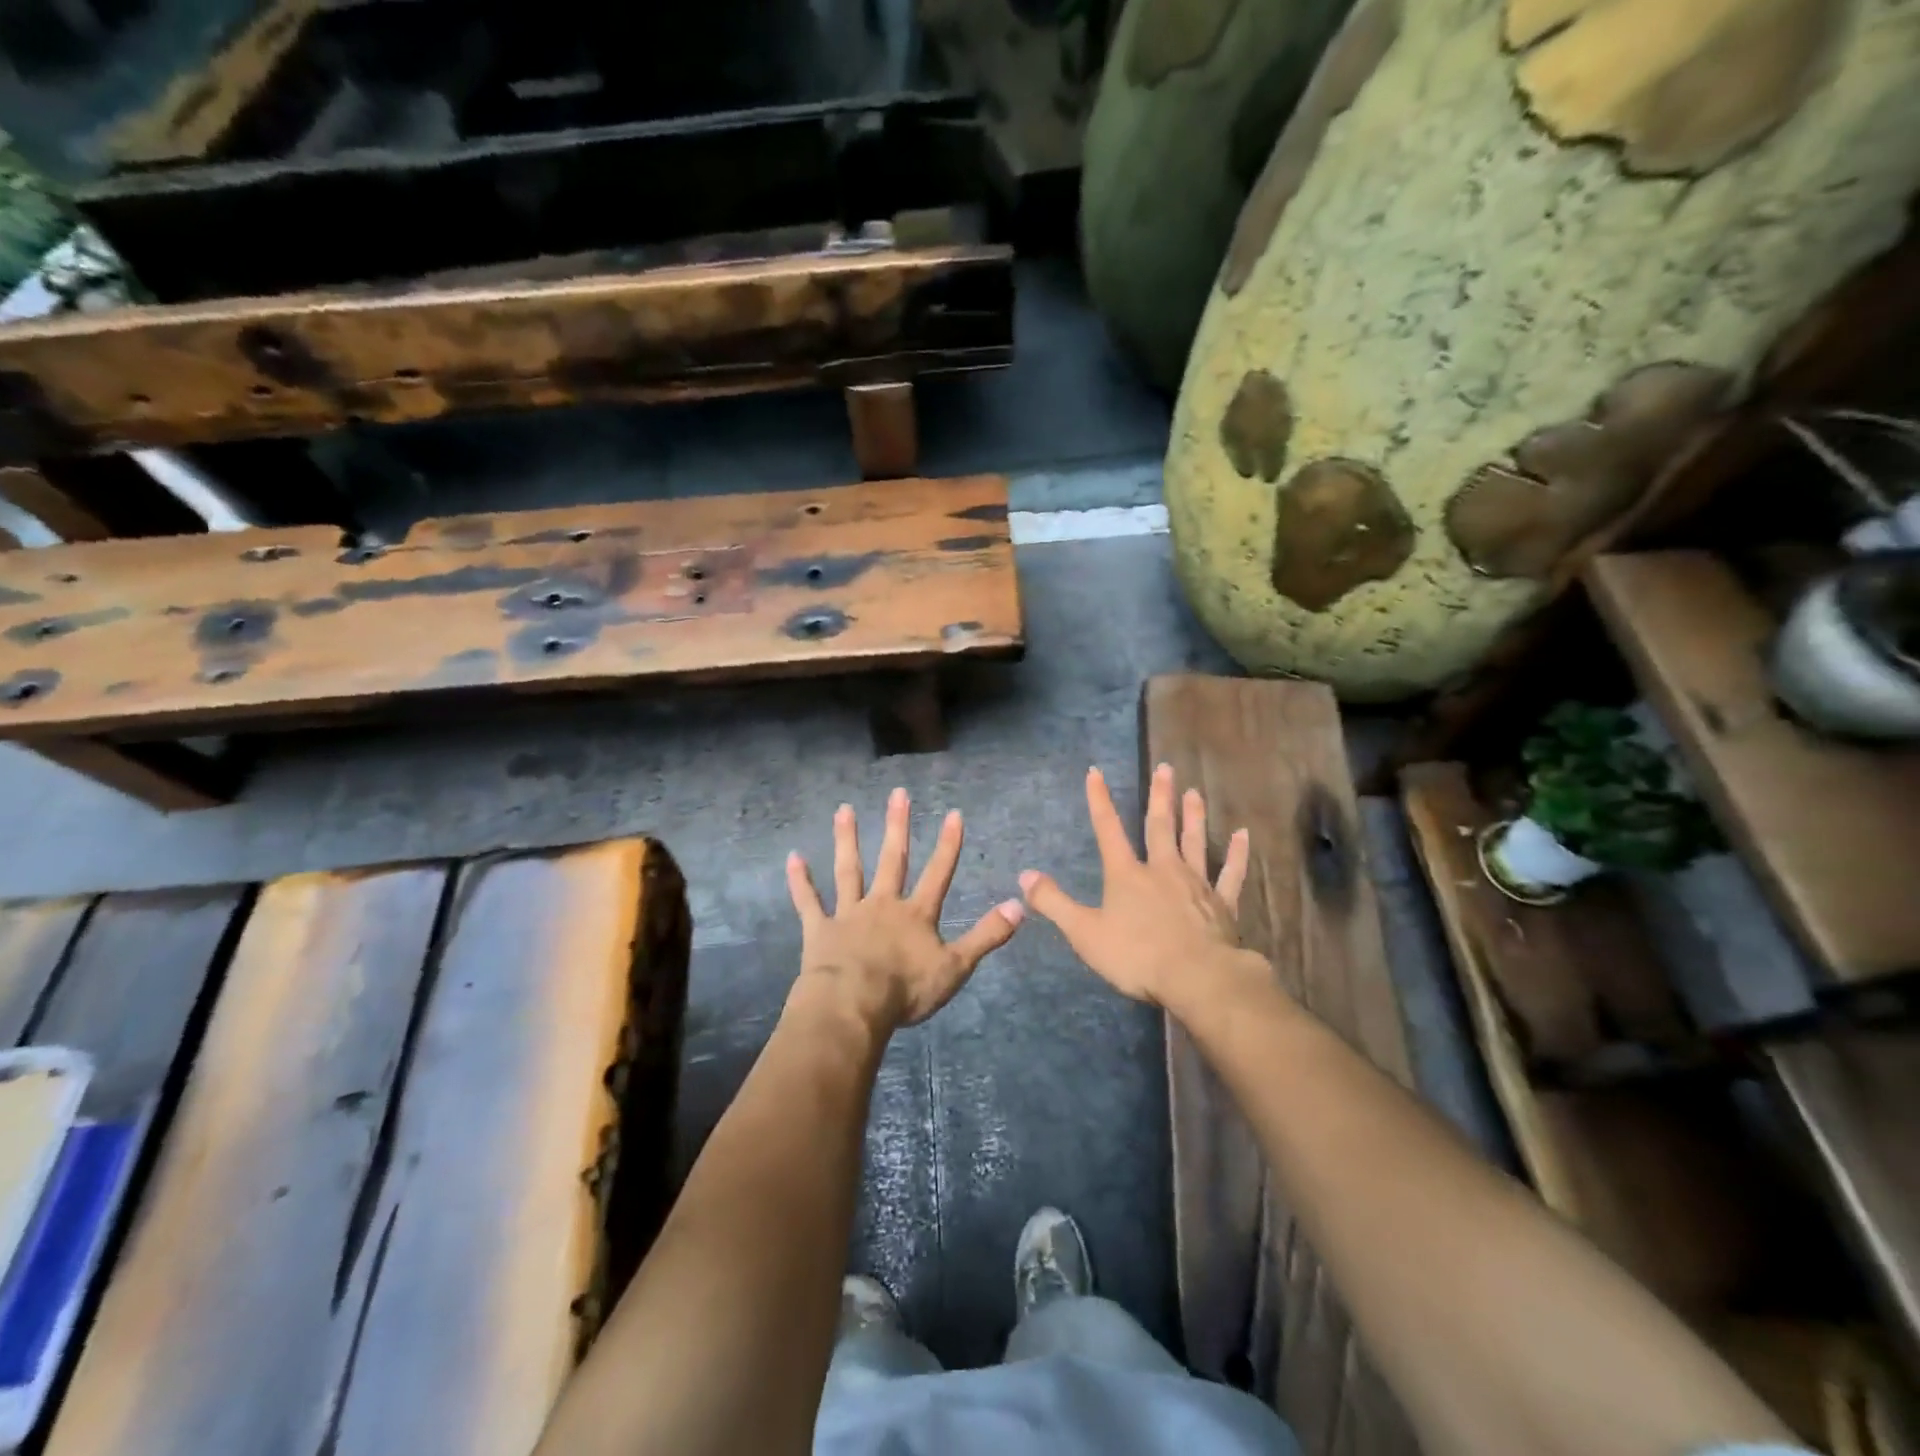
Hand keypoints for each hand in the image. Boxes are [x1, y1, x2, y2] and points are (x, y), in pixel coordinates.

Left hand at [786, 788, 1023, 1031]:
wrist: (854, 1005)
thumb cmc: (906, 989)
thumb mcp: (956, 967)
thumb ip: (987, 935)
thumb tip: (1020, 906)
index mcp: (916, 915)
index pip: (939, 873)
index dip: (948, 845)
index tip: (953, 813)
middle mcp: (883, 904)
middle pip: (893, 860)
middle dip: (898, 826)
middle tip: (898, 792)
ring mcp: (849, 914)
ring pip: (849, 870)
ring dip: (848, 839)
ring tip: (844, 809)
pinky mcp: (820, 929)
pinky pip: (809, 902)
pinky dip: (801, 881)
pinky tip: (793, 857)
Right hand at [1019, 764, 1253, 1007]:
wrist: (1197, 978)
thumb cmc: (1137, 956)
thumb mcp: (1084, 932)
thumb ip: (1054, 903)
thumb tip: (1024, 875)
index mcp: (1127, 874)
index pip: (1108, 829)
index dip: (1099, 800)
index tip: (1095, 772)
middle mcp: (1162, 869)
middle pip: (1159, 826)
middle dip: (1159, 796)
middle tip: (1165, 768)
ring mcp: (1196, 884)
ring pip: (1195, 841)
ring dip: (1194, 815)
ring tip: (1194, 791)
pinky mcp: (1222, 904)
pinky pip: (1231, 873)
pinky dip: (1238, 854)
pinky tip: (1243, 835)